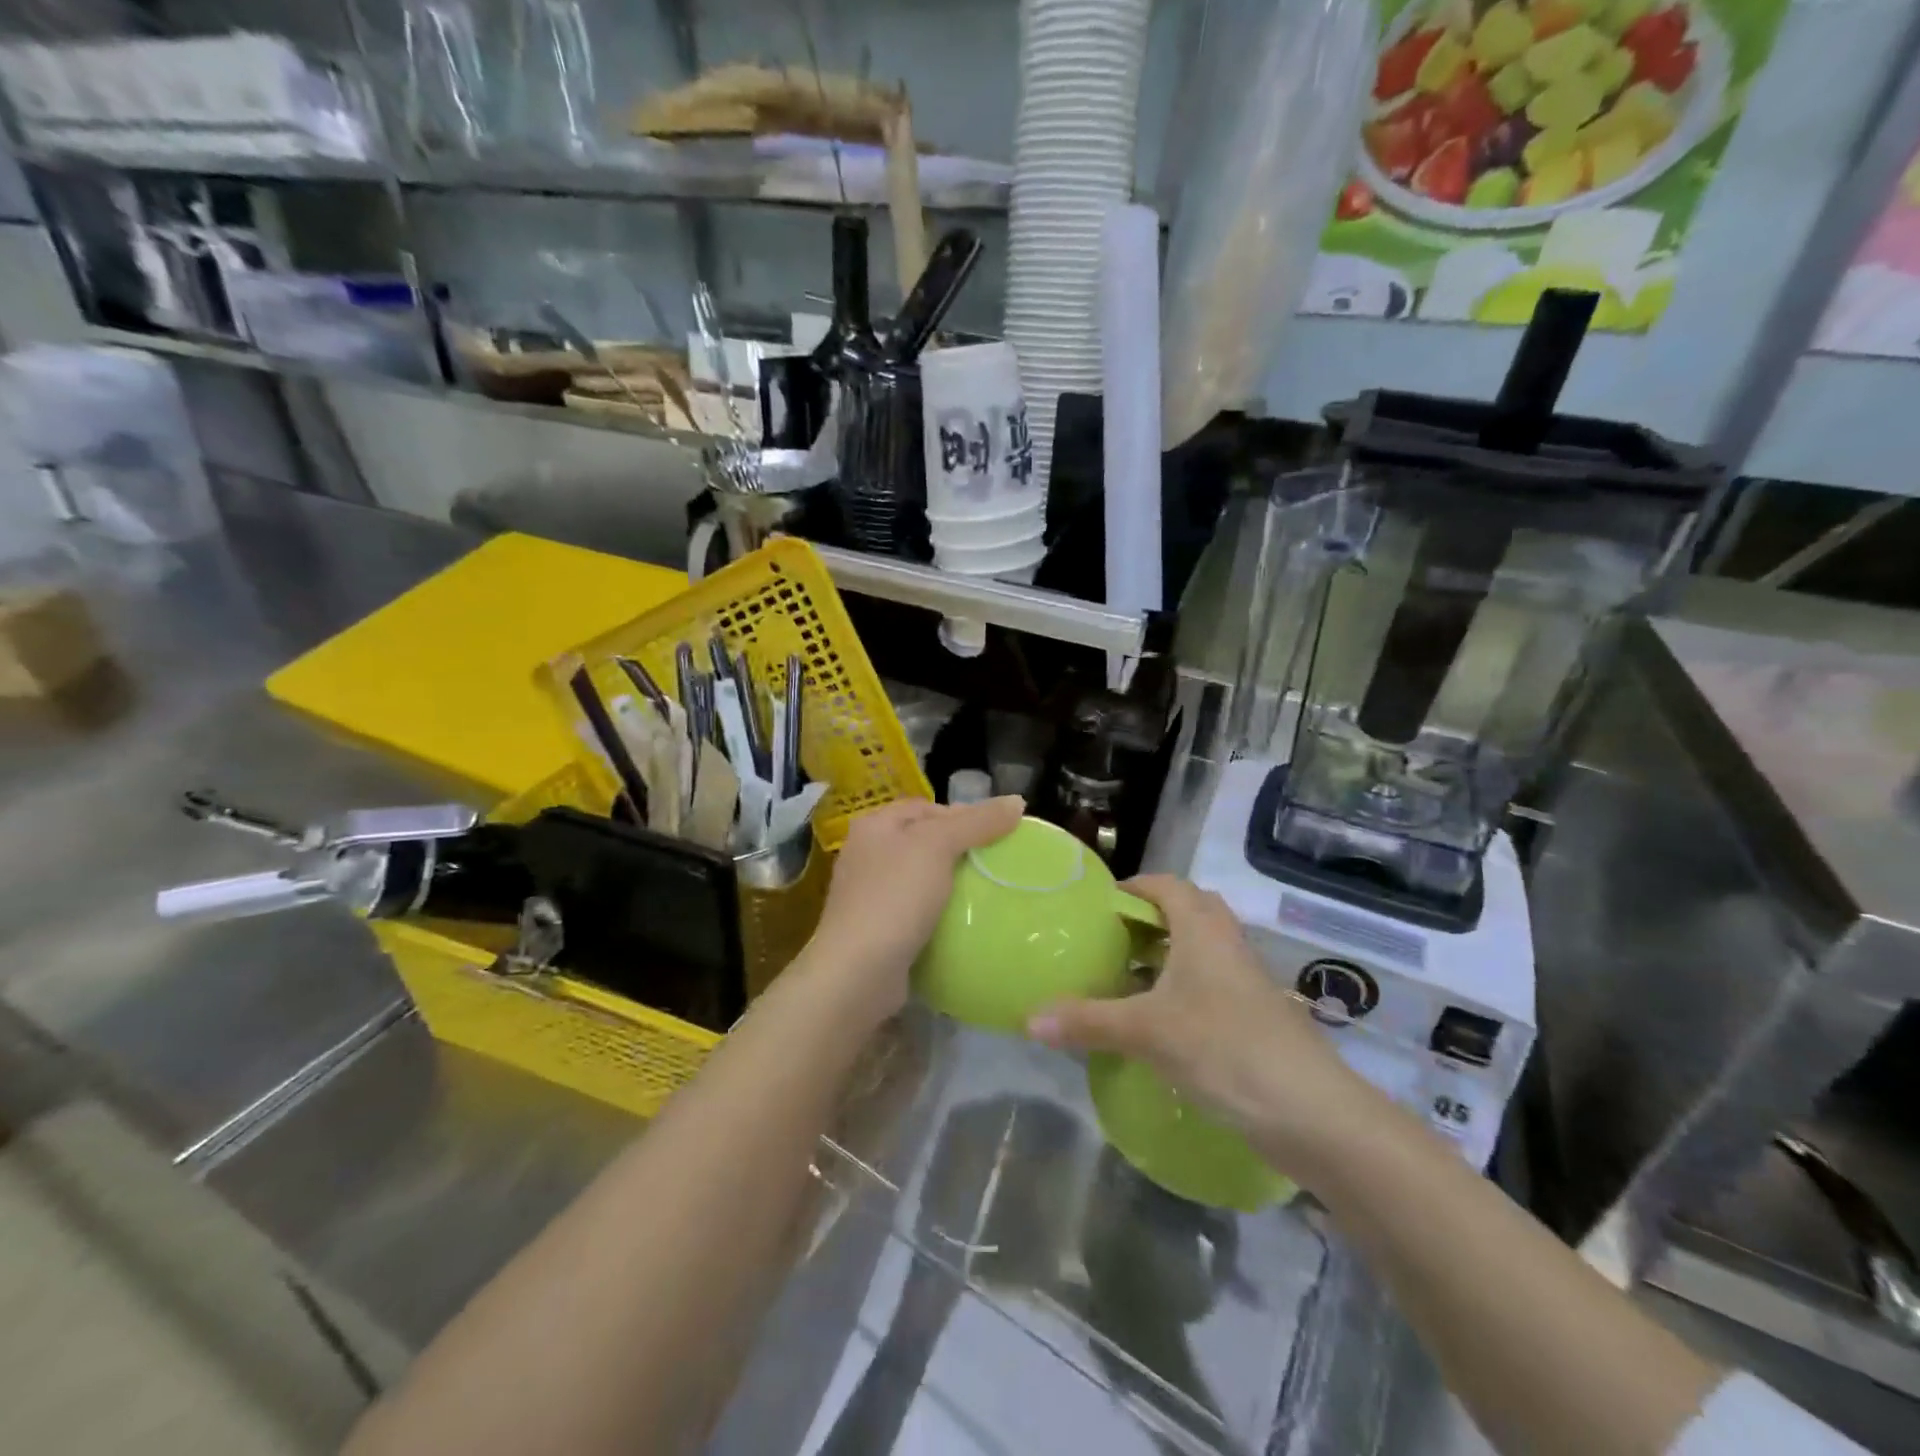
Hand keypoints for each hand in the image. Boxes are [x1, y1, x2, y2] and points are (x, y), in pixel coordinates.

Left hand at [806, 795, 1023, 1020]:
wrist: (858, 973)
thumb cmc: (895, 897)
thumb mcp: (938, 847)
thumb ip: (977, 822)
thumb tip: (1017, 801)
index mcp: (874, 825)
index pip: (927, 808)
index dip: (963, 815)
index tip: (999, 833)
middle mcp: (867, 854)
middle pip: (925, 841)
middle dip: (960, 850)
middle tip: (998, 863)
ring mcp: (869, 895)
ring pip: (922, 878)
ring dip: (953, 884)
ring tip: (989, 892)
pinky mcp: (878, 930)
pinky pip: (917, 911)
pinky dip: (940, 913)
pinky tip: (964, 922)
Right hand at [1027, 875, 1374, 1179]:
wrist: (1313, 1114)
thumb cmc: (1224, 1048)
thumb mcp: (1147, 1032)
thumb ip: (1088, 1021)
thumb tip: (1028, 1018)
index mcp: (1202, 929)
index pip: (1167, 885)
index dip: (1135, 886)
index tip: (1100, 904)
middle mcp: (1228, 944)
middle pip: (1189, 911)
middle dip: (1150, 919)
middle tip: (1111, 939)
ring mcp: (1247, 981)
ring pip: (1202, 950)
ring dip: (1167, 956)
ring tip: (1126, 978)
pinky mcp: (1257, 1016)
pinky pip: (1212, 984)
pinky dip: (1184, 989)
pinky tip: (1160, 1022)